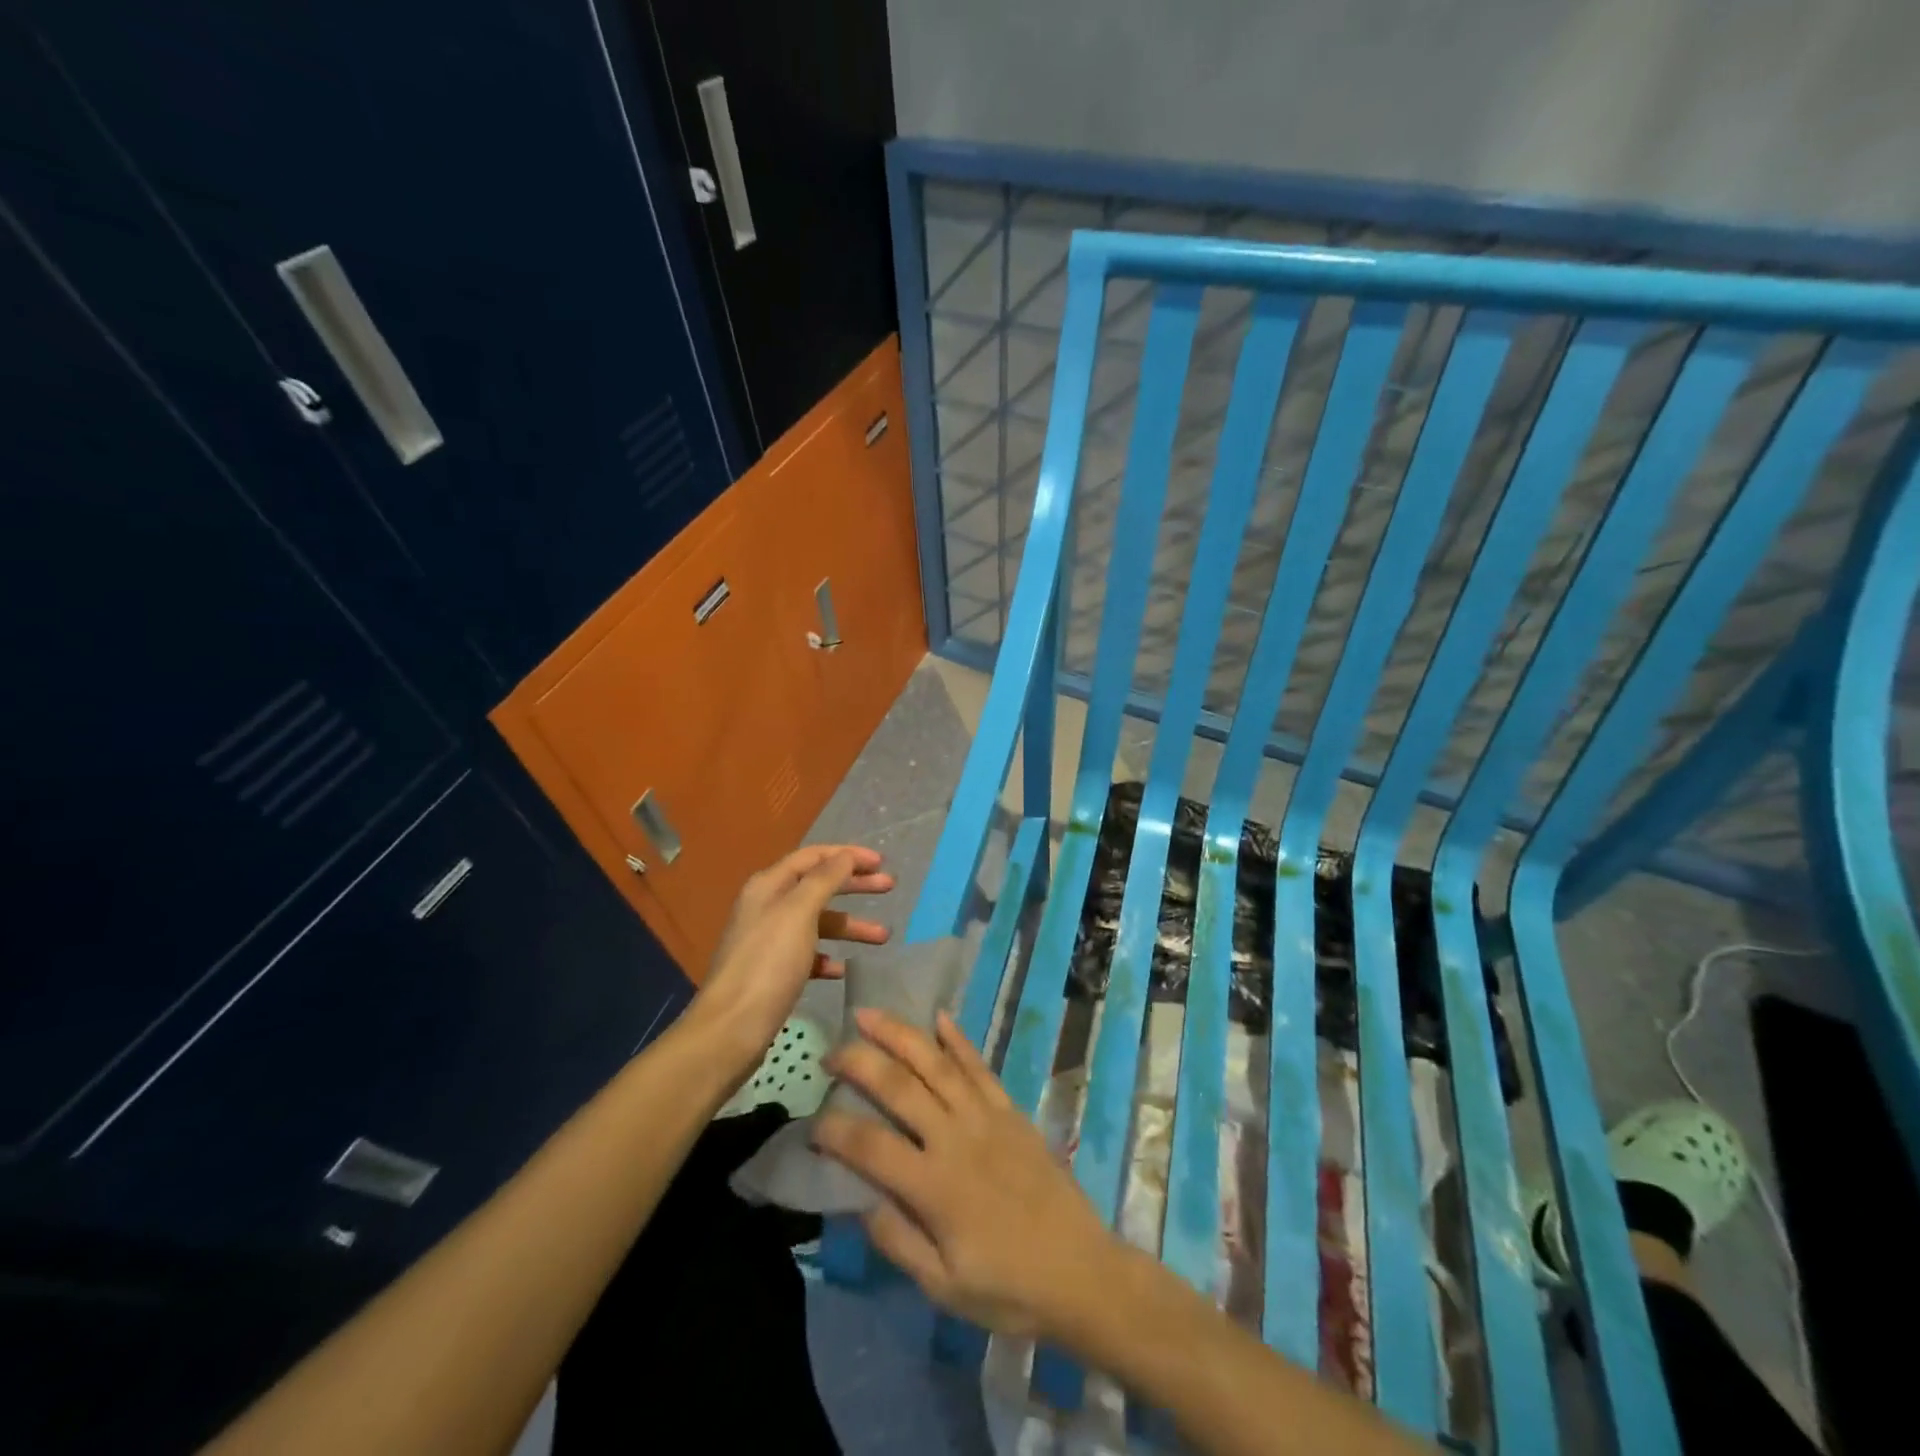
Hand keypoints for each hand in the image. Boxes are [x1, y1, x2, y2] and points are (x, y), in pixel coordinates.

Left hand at [689, 845, 892, 1082]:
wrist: (731, 1029)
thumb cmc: (768, 964)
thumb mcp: (799, 913)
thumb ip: (824, 880)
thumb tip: (845, 855)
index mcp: (769, 886)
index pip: (813, 856)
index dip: (848, 855)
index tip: (881, 862)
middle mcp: (768, 906)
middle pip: (818, 886)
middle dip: (855, 885)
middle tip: (890, 887)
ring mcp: (770, 940)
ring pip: (818, 922)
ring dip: (850, 925)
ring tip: (883, 937)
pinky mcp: (774, 971)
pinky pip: (809, 954)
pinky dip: (830, 956)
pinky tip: (844, 969)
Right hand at [813, 1009, 1118, 1340]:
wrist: (1080, 1270)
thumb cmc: (1007, 1286)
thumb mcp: (944, 1286)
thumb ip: (898, 1241)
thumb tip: (859, 1201)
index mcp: (934, 1185)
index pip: (870, 1146)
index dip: (834, 1130)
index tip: (812, 1122)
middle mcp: (955, 1137)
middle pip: (900, 1087)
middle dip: (860, 1062)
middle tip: (831, 1051)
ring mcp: (985, 1116)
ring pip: (935, 1064)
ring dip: (900, 1034)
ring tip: (870, 1014)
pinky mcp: (1010, 1109)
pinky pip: (979, 1066)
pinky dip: (958, 1040)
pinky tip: (940, 1017)